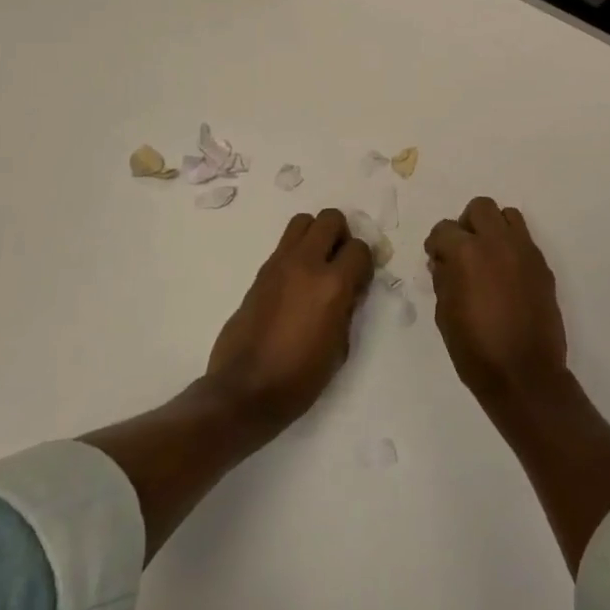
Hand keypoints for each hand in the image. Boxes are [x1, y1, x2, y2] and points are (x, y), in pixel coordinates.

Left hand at [206, 209, 371, 429]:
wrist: (244, 391)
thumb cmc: (300, 378)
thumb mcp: (340, 347)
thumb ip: (348, 308)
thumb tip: (350, 289)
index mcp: (332, 285)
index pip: (359, 248)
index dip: (364, 263)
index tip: (360, 282)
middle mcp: (306, 264)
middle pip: (330, 218)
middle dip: (341, 235)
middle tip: (339, 262)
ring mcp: (279, 265)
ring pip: (302, 222)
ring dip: (315, 235)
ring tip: (317, 265)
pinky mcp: (260, 273)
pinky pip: (284, 246)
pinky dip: (296, 253)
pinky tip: (296, 284)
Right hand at [424, 198, 569, 405]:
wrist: (525, 375)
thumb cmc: (475, 350)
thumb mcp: (445, 314)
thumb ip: (443, 278)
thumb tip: (443, 261)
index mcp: (467, 252)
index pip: (444, 228)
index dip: (436, 243)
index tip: (436, 259)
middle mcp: (498, 242)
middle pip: (481, 208)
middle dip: (466, 224)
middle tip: (462, 250)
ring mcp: (525, 252)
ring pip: (508, 216)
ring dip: (494, 228)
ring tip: (487, 256)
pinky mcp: (543, 266)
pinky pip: (525, 241)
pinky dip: (512, 247)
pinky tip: (506, 276)